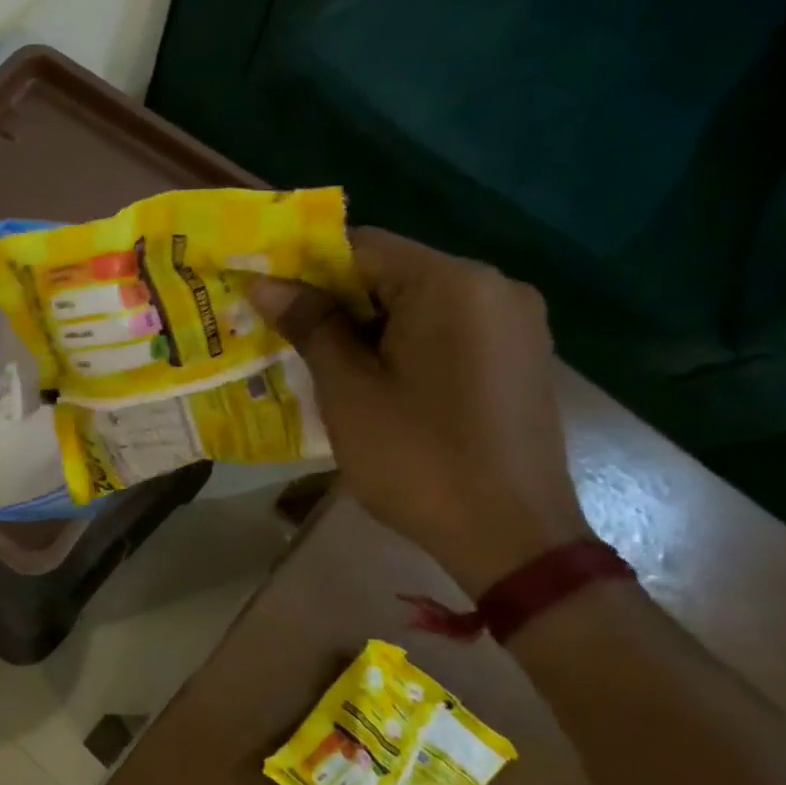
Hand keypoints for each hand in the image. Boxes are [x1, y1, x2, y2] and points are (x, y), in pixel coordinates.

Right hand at [250, 229, 590, 597]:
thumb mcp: (349, 391)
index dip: (306, 269)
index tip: (269, 301)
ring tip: (328, 367)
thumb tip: (265, 284)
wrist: (513, 538)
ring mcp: (515, 323)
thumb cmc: (418, 459)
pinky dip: (406, 345)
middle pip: (393, 273)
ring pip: (420, 304)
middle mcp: (494, 286)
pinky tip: (379, 385)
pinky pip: (448, 331)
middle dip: (338, 302)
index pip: (362, 246)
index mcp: (452, 283)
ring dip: (369, 327)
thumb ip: (310, 326)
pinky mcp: (521, 357)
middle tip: (290, 340)